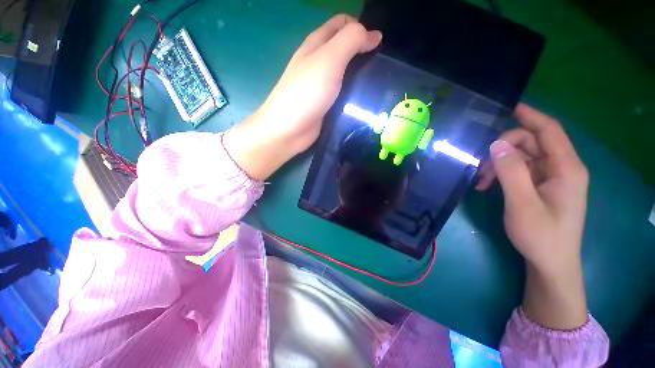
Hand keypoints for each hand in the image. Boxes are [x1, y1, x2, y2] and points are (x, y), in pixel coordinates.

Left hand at [224, 15, 381, 180]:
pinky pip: (343, 95)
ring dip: (360, 76)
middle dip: (363, 53)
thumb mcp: (329, 60)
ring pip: (345, 74)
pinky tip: (364, 101)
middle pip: (344, 50)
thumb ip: (351, 41)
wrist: (288, 131)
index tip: (376, 46)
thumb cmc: (306, 93)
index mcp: (316, 45)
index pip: (341, 24)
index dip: (360, 28)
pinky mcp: (325, 105)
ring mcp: (321, 86)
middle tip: (379, 68)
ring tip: (375, 85)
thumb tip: (374, 35)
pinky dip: (354, 95)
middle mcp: (318, 63)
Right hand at [476, 103, 588, 329]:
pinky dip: (503, 173)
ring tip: (481, 181)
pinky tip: (488, 185)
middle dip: (503, 150)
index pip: (548, 131)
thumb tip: (496, 145)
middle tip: (481, 166)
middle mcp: (561, 168)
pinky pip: (520, 170)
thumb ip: (511, 172)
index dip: (529, 116)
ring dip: (499, 164)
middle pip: (531, 143)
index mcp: (566, 168)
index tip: (507, 107)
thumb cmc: (541, 236)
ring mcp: (552, 178)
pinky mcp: (542, 186)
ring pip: (522, 157)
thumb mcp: (522, 203)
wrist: (550, 263)